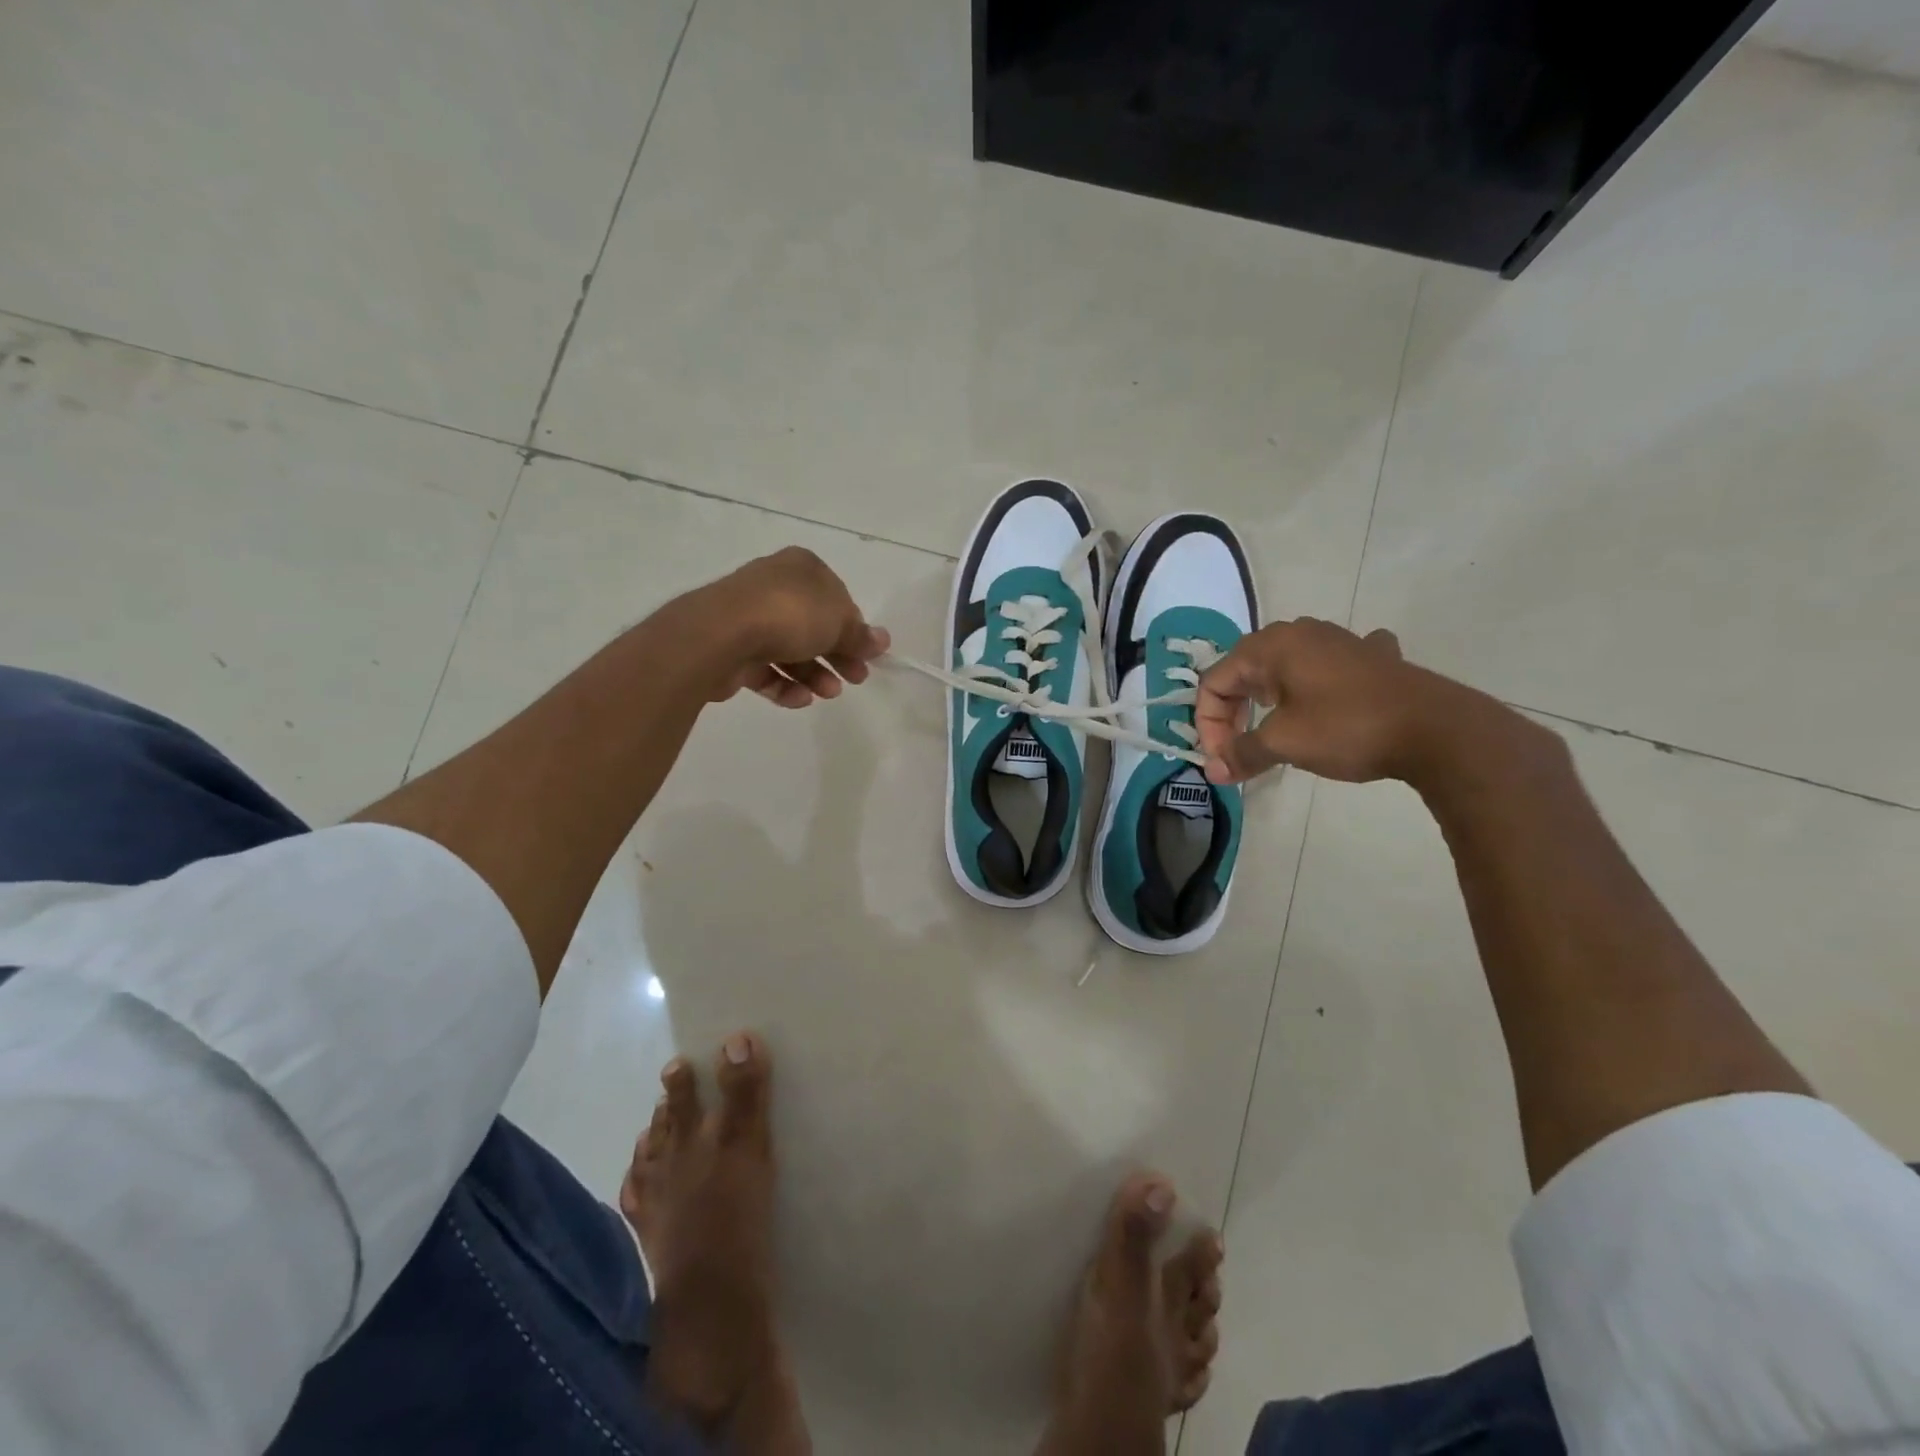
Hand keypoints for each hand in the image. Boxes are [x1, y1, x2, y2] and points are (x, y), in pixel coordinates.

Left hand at [685, 547, 890, 707]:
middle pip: (814, 626)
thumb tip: (882, 640)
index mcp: (800, 569)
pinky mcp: (731, 650)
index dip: (853, 627)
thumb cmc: (790, 614)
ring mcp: (748, 618)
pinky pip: (765, 670)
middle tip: (857, 679)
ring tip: (829, 693)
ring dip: (815, 674)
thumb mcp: (838, 622)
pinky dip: (785, 685)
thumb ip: (860, 635)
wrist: (721, 633)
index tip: (866, 653)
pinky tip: (800, 698)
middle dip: (838, 655)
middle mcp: (773, 588)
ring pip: (790, 650)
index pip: (835, 598)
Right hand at [1195, 618, 1493, 785]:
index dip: (1208, 724)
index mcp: (1270, 647)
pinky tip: (1328, 699)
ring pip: (1283, 668)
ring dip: (1268, 700)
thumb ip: (1242, 754)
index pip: (1215, 682)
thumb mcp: (1284, 744)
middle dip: (1233, 713)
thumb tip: (1213, 772)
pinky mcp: (1370, 658)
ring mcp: (1338, 641)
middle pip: (1244, 672)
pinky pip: (1327, 667)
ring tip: (1272, 728)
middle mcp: (1299, 633)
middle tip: (1239, 750)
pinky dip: (1315, 685)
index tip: (1221, 759)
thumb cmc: (1347, 728)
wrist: (1438, 729)